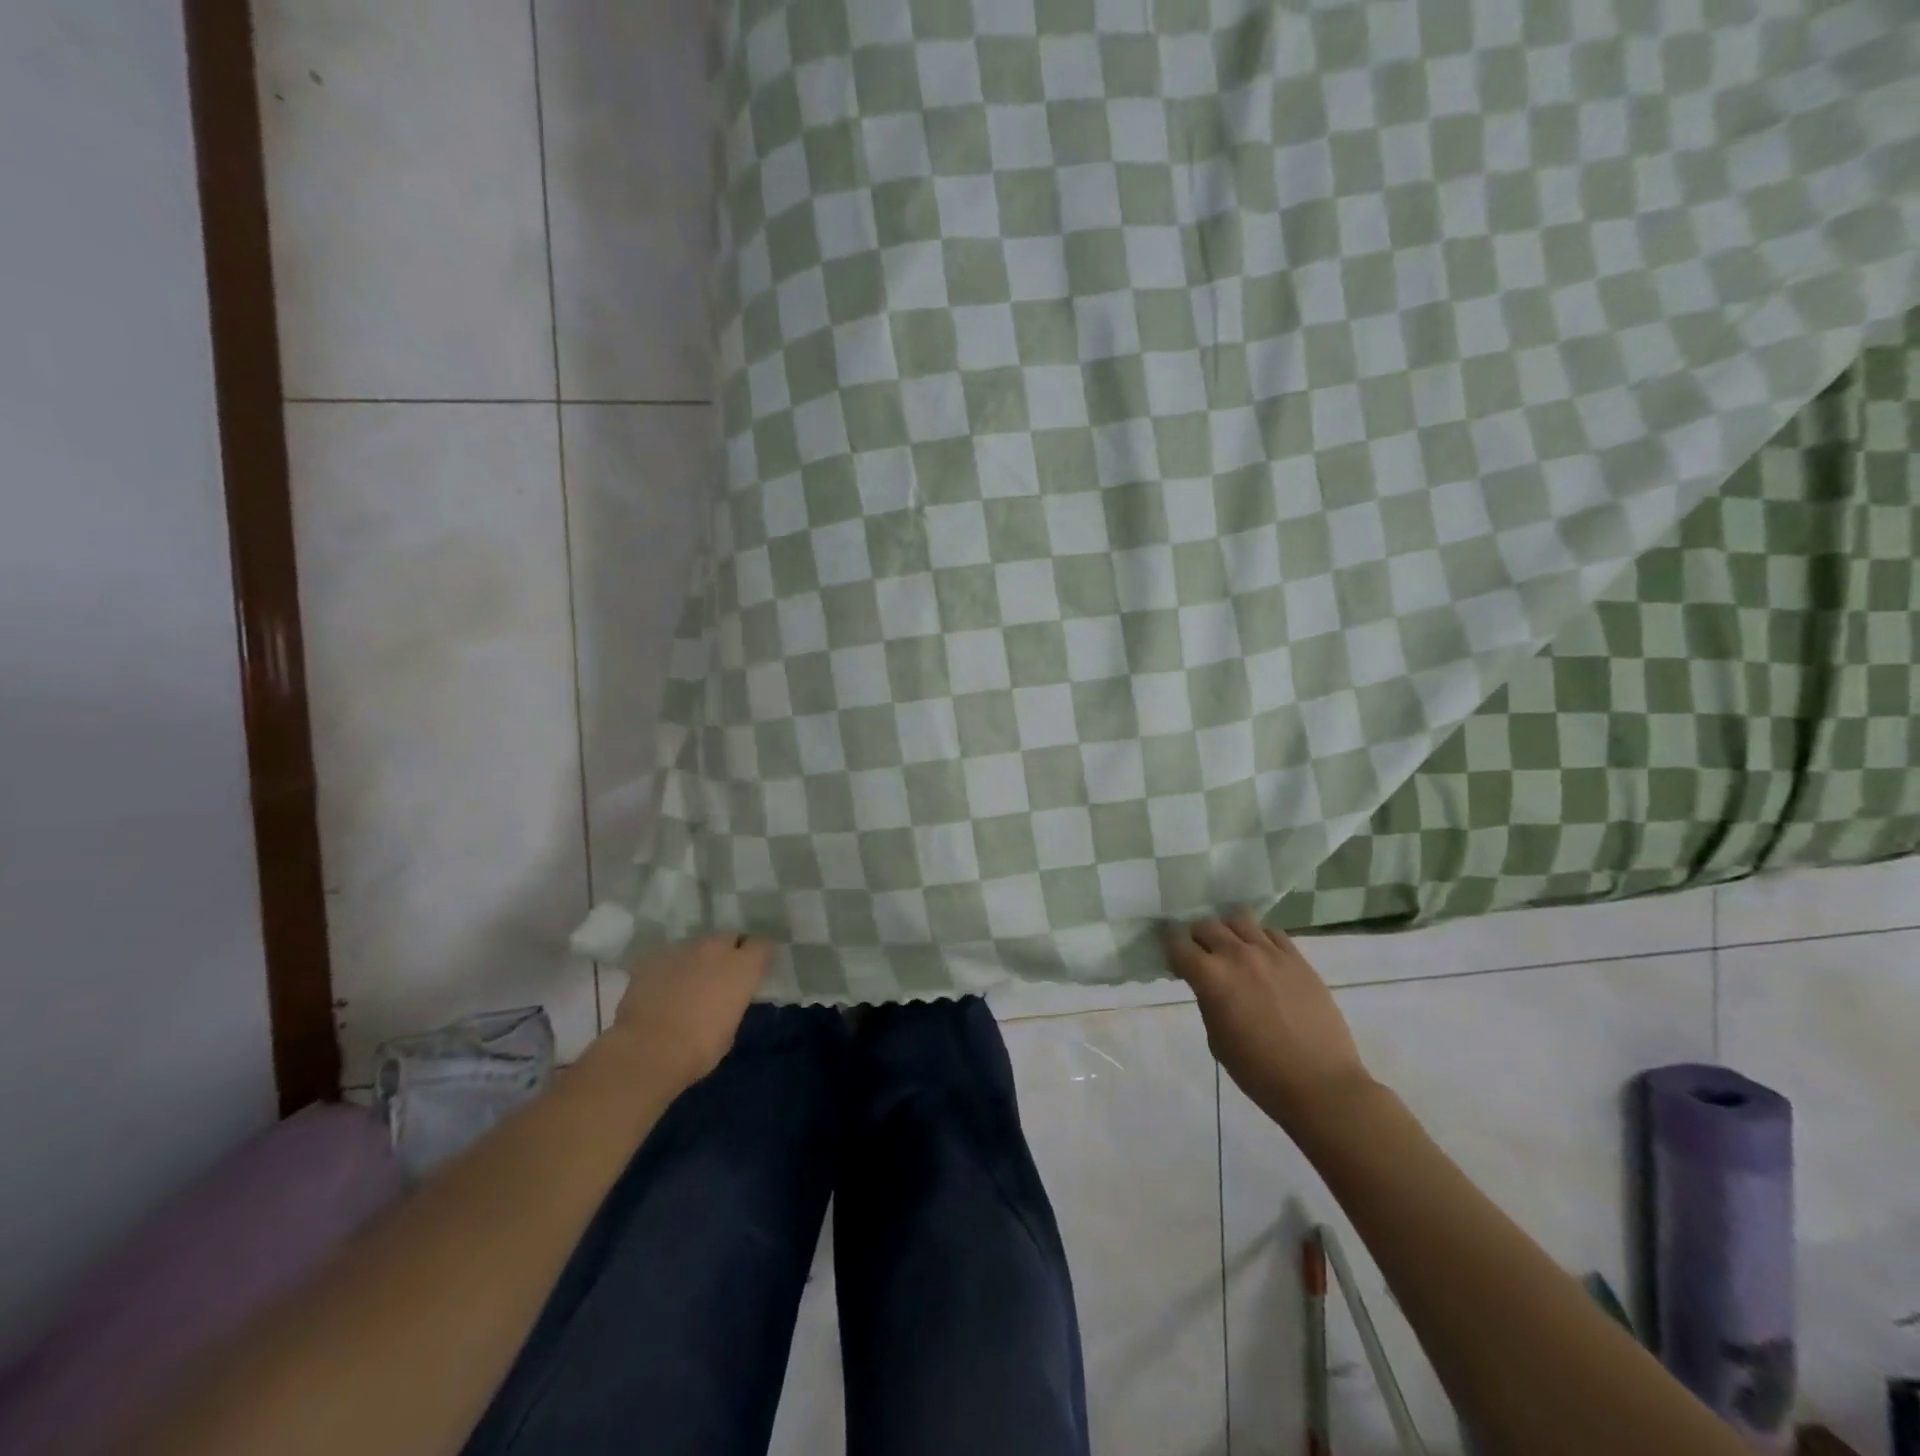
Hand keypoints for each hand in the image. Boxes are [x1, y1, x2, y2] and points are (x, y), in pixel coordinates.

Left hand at [604, 934, 770, 1090]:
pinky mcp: (653, 957)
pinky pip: (669, 956)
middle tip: (721, 974)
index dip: (757, 956)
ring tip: (688, 981)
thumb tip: (725, 998)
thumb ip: (732, 1002)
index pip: (762, 945)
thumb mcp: (730, 1028)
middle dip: (728, 951)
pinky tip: (662, 988)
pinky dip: (670, 968)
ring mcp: (682, 949)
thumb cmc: (699, 1048)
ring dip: (697, 959)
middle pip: (728, 937)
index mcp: (743, 966)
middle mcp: (716, 949)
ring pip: (697, 945)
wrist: (647, 1051)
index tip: (754, 968)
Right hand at [1163, 913, 1374, 1135]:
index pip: (1177, 943)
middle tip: (1201, 956)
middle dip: (1196, 937)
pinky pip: (1272, 932)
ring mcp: (1270, 953)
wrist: (1320, 1085)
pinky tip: (1262, 957)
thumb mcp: (1217, 1040)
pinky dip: (1259, 938)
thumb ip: (1208, 1002)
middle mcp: (1237, 954)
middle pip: (1205, 924)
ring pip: (1238, 919)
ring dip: (1228, 931)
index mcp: (1210, 976)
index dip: (1171, 949)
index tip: (1174, 961)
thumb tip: (1209, 986)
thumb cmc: (1259, 1072)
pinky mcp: (1297, 958)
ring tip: (1232, 949)